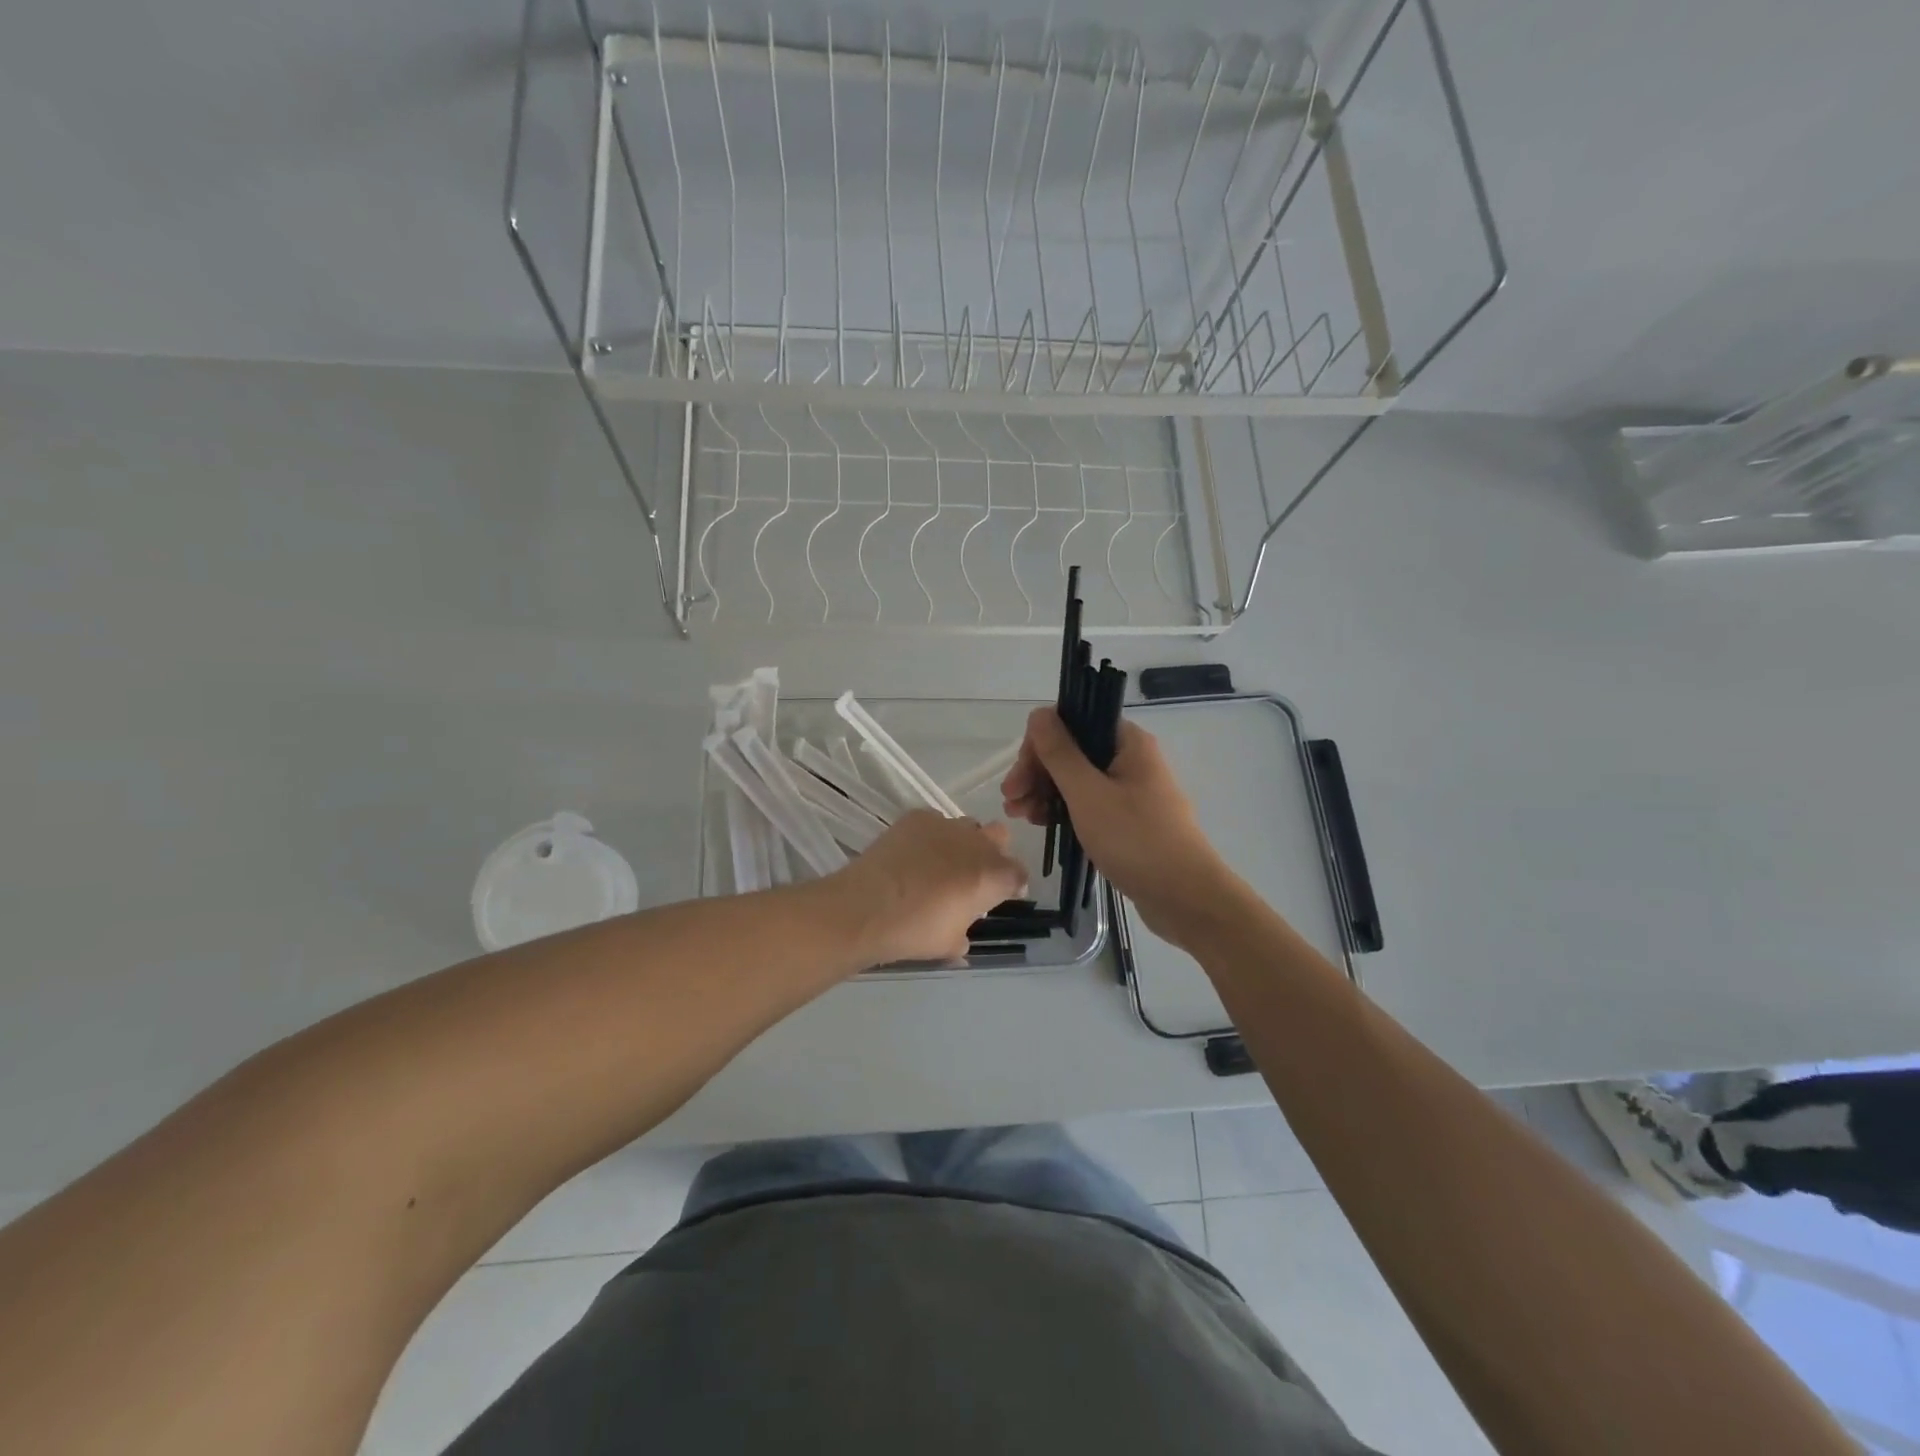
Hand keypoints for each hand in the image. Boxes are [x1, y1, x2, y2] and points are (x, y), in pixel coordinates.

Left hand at [827, 811, 1028, 966]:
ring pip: (967, 826)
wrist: (868, 906)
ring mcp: (947, 825)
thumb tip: (961, 936)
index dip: (1011, 885)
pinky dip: (931, 835)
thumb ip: (963, 934)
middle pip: (999, 837)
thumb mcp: (949, 944)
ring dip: (962, 841)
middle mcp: (977, 844)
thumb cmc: (916, 931)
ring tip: (939, 862)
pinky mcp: (917, 816)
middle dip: (992, 852)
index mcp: (994, 876)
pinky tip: (913, 853)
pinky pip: (935, 821)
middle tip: (972, 875)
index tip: (998, 896)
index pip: (1019, 874)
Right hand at [1002, 706, 1232, 945]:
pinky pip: (1090, 804)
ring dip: (1046, 792)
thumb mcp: (1088, 793)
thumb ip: (1060, 752)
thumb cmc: (1135, 840)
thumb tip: (1039, 713)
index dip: (1039, 744)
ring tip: (1021, 817)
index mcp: (1128, 742)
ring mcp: (1132, 791)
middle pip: (1073, 751)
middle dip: (1037, 772)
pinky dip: (1065, 810)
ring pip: (1078, 780)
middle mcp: (1132, 759)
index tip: (1018, 776)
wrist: (1185, 898)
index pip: (1073, 722)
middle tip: (1011, 800)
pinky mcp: (1130, 821)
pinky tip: (1044, 825)